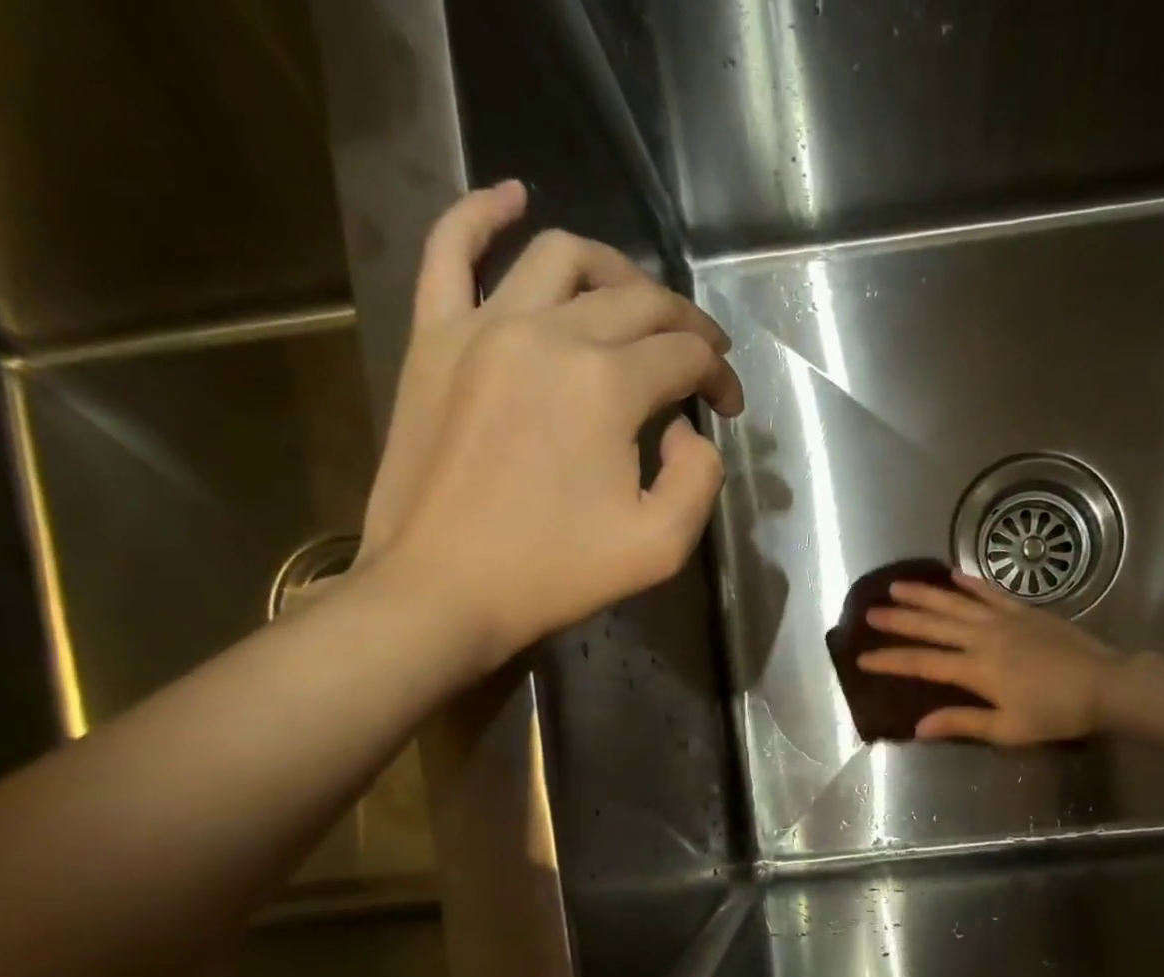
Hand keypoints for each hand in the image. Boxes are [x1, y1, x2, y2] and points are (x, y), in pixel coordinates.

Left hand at [360, 181, 744, 673]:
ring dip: (617, 270)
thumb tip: (687, 430)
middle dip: (685, 325)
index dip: (720, 377)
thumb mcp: (662, 546)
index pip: (685, 356)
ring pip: (562, 258)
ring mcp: (483, 327)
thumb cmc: (556, 574)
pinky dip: (483, 213)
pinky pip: (451, 250)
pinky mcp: (435, 338)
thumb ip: (700, 478)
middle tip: (702, 358)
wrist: (444, 590)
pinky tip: (515, 198)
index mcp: (607, 385)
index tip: (728, 408)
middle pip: (637, 301)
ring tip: (640, 299)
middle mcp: (550, 334)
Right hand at [860, 572, 1120, 743]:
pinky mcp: (1025, 611)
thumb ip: (961, 724)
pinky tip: (952, 574)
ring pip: (955, 603)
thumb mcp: (1007, 730)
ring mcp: (1004, 620)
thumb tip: (918, 727)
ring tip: (896, 585)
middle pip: (932, 625)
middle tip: (870, 612)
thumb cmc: (1055, 714)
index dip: (890, 660)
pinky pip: (991, 592)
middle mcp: (983, 638)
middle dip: (898, 619)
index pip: (922, 663)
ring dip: (924, 594)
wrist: (1106, 685)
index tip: (862, 657)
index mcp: (975, 670)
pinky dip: (970, 583)